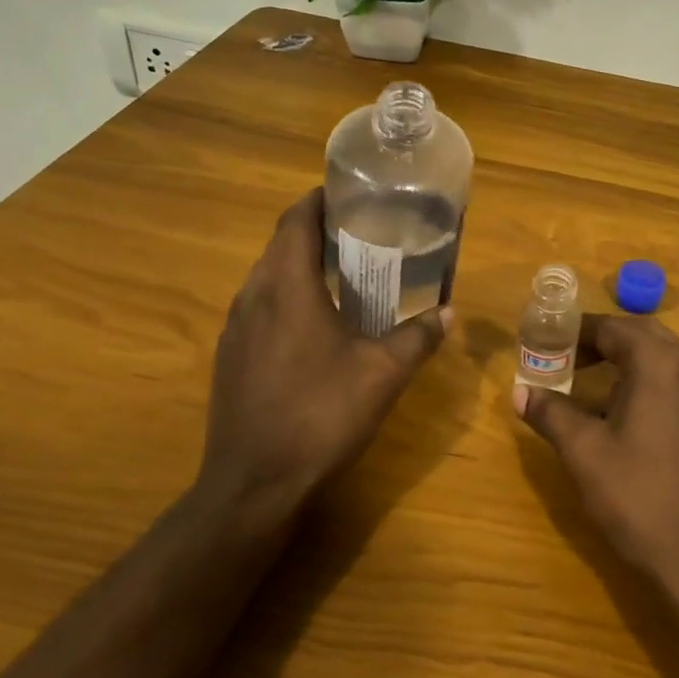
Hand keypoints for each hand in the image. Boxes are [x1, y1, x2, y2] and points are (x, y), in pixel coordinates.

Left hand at [202, 188, 449, 516]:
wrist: (254, 484)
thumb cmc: (320, 415)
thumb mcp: (382, 374)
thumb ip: (418, 337)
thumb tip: (449, 312)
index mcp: (287, 287)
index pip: (297, 220)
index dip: (320, 200)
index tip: (351, 193)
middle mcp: (253, 296)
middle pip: (281, 244)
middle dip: (316, 230)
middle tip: (362, 232)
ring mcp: (235, 328)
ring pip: (267, 276)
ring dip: (300, 264)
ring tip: (343, 272)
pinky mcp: (229, 356)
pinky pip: (259, 306)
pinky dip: (286, 295)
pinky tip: (315, 323)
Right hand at [514, 314, 678, 626]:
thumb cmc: (642, 499)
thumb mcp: (586, 453)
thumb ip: (551, 413)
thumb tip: (519, 391)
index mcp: (661, 362)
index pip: (611, 326)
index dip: (573, 332)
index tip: (543, 343)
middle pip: (638, 335)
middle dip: (598, 342)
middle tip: (562, 359)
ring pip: (660, 357)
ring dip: (622, 361)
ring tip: (584, 384)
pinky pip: (676, 380)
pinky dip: (645, 381)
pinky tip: (622, 414)